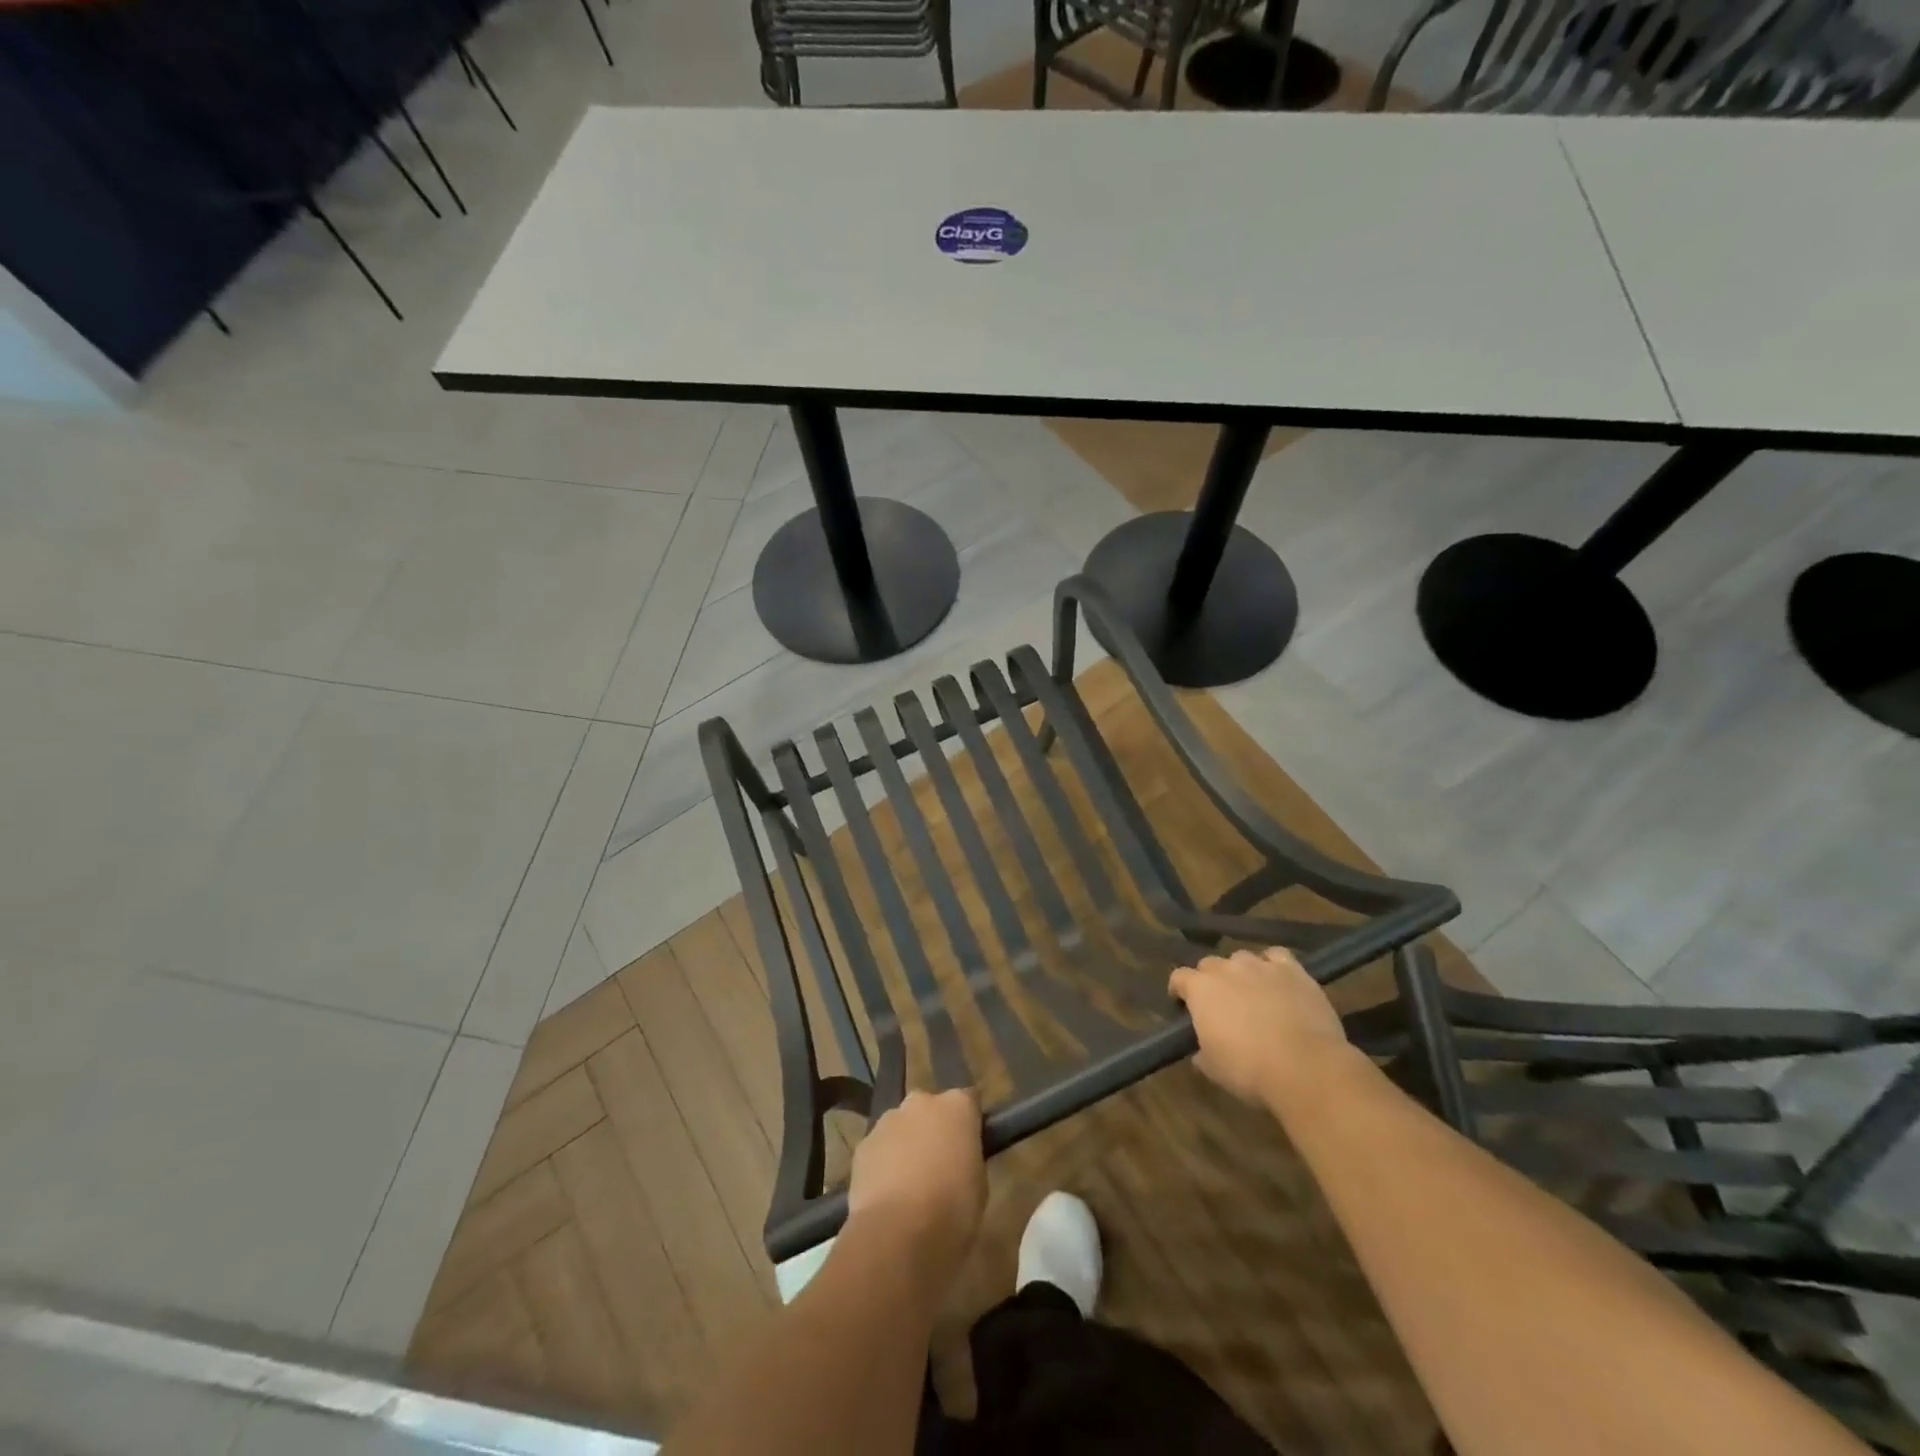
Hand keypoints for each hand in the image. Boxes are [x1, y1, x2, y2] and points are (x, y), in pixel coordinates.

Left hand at [846, 1088, 985, 1284]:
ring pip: (901, 1126)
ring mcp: (888, 1120)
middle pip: (930, 1109)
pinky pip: (879, 1148)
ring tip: (910, 1186)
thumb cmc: (952, 1210)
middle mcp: (921, 1102)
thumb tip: (958, 1158)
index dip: (969, 1123)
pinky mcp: (863, 1145)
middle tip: (939, 1164)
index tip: (969, 1146)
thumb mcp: (979, 1185)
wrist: (896, 1234)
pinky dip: (884, 1164)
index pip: (968, 1101)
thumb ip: (968, 1158)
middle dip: (933, 1129)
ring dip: (906, 1145)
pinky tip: (887, 1195)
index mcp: (957, 1106)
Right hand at [1169, 947, 1350, 1105]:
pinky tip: (1278, 980)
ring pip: (1242, 958)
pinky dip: (1273, 965)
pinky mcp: (1292, 970)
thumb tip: (1200, 1051)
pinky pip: (1276, 957)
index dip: (1179, 990)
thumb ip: (1201, 1051)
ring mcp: (1260, 965)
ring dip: (1241, 972)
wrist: (1305, 1067)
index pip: (1179, 977)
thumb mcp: (1213, 1068)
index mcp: (1200, 989)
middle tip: (1220, 1004)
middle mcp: (1226, 969)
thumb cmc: (1249, 1070)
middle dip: (1211, 980)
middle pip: (1209, 964)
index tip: (1183, 1005)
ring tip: (1252, 992)